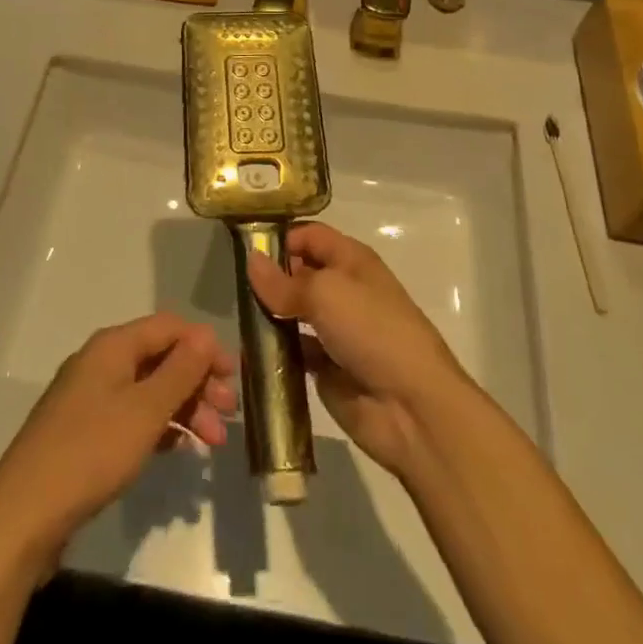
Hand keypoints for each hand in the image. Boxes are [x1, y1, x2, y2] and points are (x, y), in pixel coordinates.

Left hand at [0, 314, 236, 576]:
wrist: (22, 517)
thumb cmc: (90, 453)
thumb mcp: (144, 411)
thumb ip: (180, 371)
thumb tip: (207, 334)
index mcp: (113, 346)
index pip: (169, 327)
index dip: (204, 346)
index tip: (234, 376)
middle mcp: (101, 362)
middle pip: (160, 358)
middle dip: (198, 382)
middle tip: (229, 414)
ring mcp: (89, 398)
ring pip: (148, 390)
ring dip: (184, 409)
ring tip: (213, 443)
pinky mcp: (84, 432)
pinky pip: (132, 416)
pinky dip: (159, 428)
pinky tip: (178, 449)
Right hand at [246, 223, 471, 479]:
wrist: (412, 408)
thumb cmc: (372, 330)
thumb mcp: (326, 294)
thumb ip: (284, 282)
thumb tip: (251, 261)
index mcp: (350, 259)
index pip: (309, 235)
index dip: (279, 237)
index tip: (242, 248)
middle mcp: (342, 288)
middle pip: (298, 272)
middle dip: (268, 277)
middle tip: (231, 285)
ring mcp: (334, 329)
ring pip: (292, 312)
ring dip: (267, 315)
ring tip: (234, 317)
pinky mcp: (326, 366)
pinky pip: (292, 350)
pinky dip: (272, 350)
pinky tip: (246, 353)